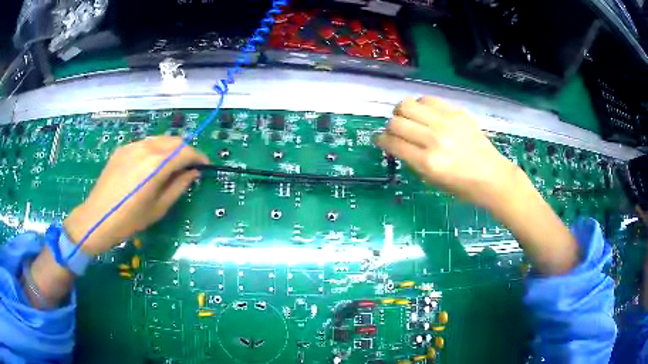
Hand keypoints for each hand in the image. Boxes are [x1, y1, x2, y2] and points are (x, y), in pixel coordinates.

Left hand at [64, 136, 208, 255]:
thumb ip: (178, 187)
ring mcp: (132, 146)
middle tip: (189, 167)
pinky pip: (145, 144)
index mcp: (157, 164)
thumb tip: (193, 173)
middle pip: (174, 141)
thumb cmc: (130, 220)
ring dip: (170, 149)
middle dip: (186, 150)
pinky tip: (150, 166)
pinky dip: (155, 150)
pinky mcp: (122, 149)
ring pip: (159, 139)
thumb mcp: (158, 208)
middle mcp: (146, 148)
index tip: (204, 166)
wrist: (97, 218)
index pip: (185, 152)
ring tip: (171, 166)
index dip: (198, 157)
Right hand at [377, 97, 577, 274]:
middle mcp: (434, 139)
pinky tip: (425, 114)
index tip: (381, 140)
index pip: (393, 143)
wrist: (492, 176)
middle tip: (396, 131)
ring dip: (402, 112)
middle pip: (396, 121)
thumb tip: (396, 143)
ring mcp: (447, 123)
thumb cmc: (462, 186)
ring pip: (408, 105)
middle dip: (390, 127)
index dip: (381, 140)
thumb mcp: (432, 181)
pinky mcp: (457, 112)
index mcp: (428, 163)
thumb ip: (412, 160)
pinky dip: (421, 105)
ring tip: (408, 119)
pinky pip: (428, 100)